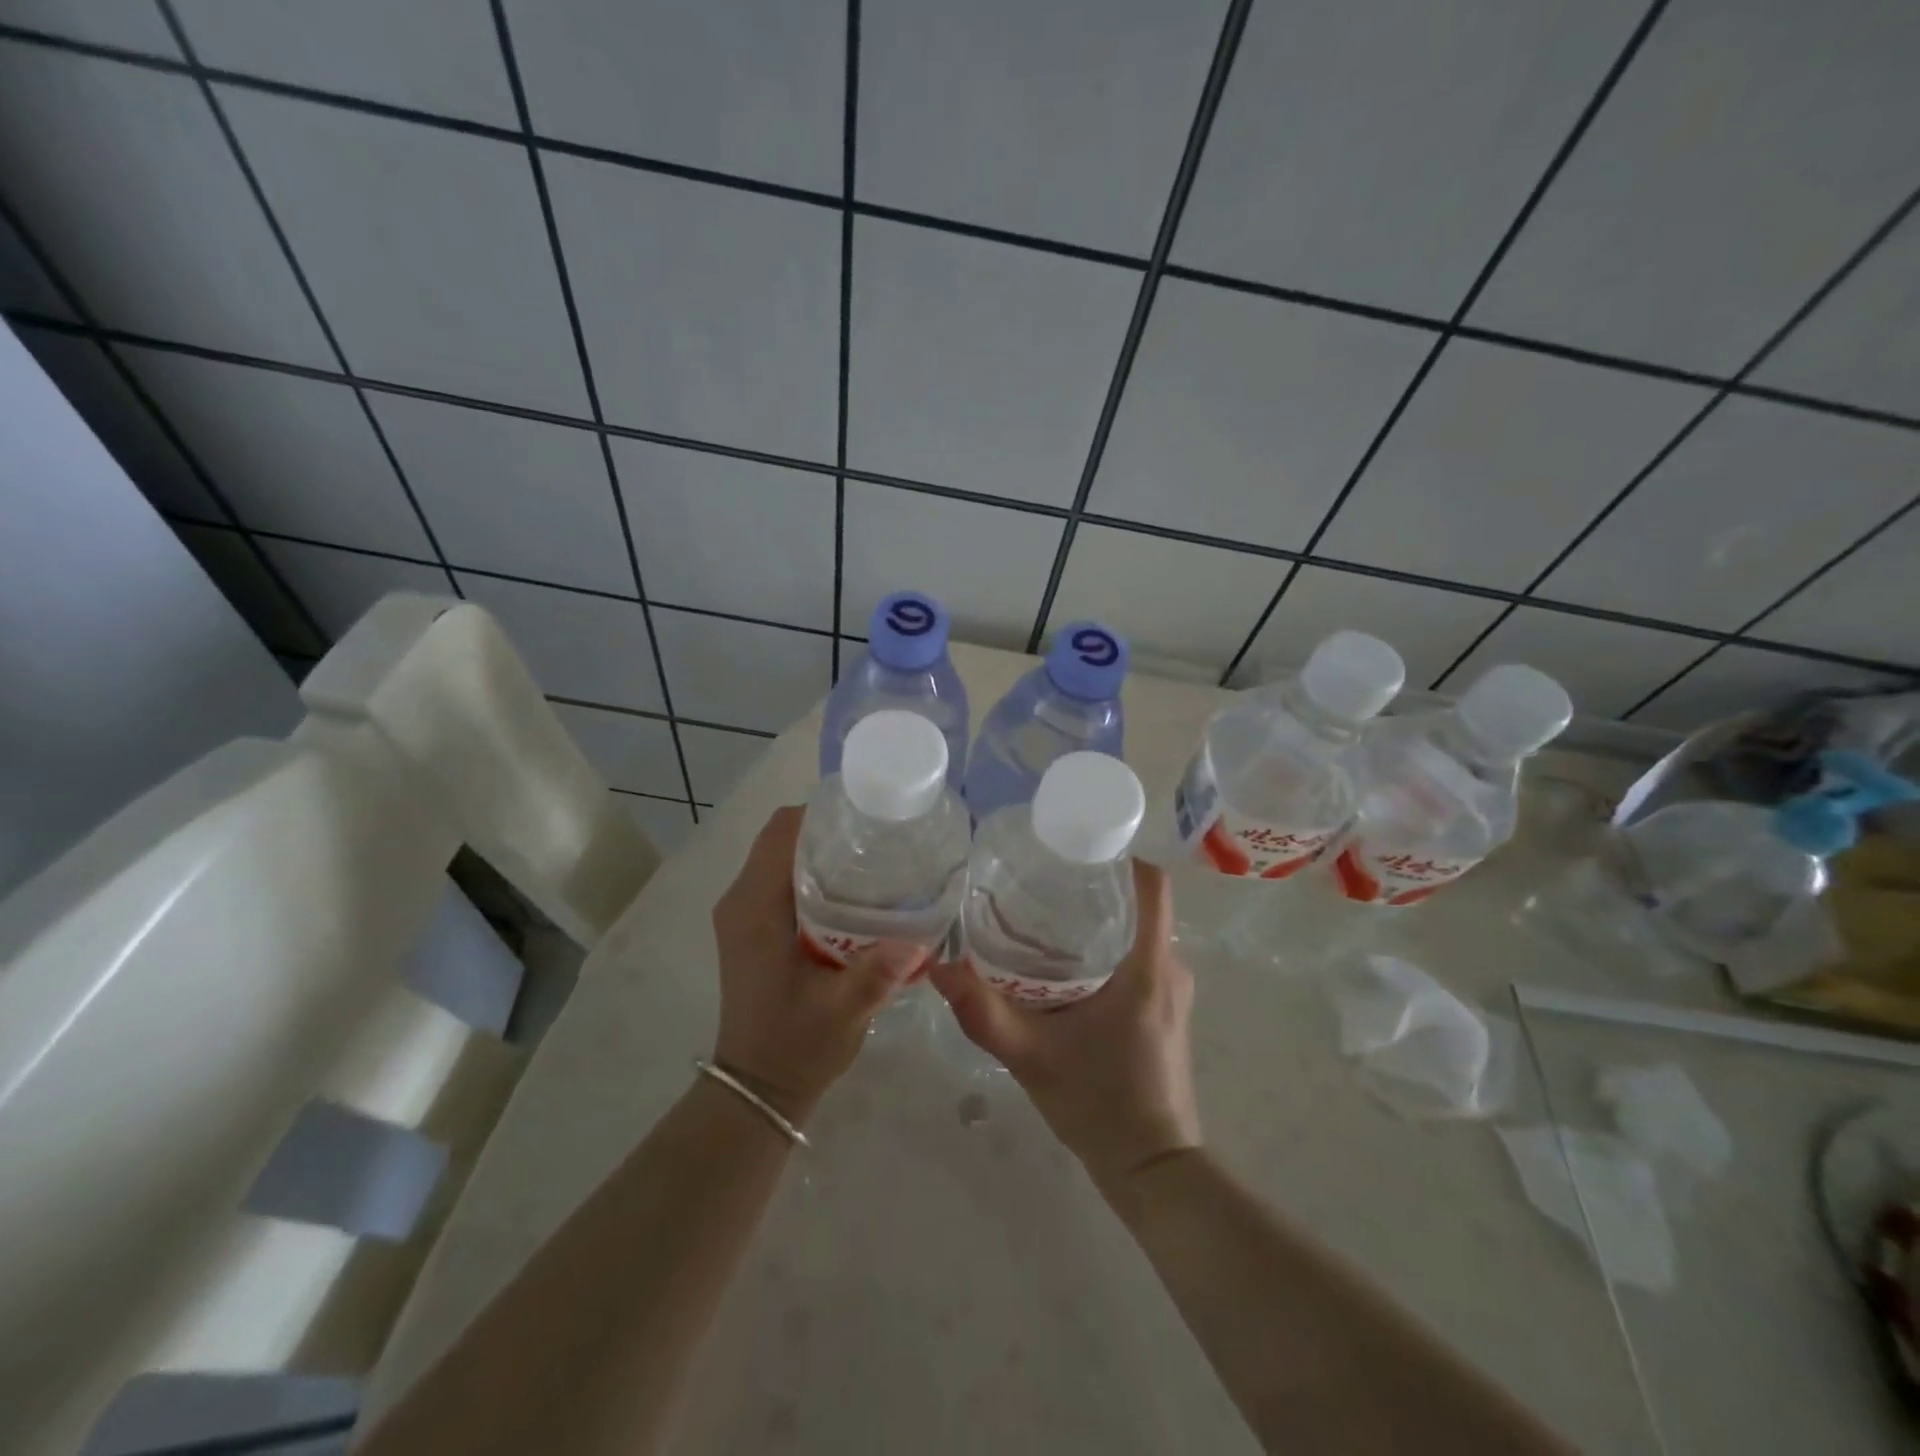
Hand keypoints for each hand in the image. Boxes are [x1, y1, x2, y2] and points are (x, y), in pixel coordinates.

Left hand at [710, 806, 926, 1125]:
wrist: (758, 1088)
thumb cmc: (794, 1046)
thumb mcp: (842, 1011)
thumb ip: (876, 974)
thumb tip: (920, 937)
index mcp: (754, 908)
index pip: (781, 832)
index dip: (823, 812)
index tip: (869, 814)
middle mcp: (741, 901)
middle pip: (783, 838)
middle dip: (830, 827)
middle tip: (883, 836)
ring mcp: (743, 914)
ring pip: (783, 856)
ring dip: (823, 848)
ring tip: (876, 856)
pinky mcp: (752, 928)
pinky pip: (781, 879)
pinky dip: (814, 871)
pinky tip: (855, 890)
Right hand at [929, 859, 1200, 1185]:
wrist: (1152, 1169)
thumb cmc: (1100, 1105)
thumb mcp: (1031, 1056)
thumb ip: (982, 1012)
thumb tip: (936, 967)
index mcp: (1148, 965)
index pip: (1152, 883)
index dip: (1119, 852)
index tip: (1073, 842)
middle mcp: (1169, 966)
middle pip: (1138, 900)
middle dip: (1093, 881)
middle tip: (1039, 874)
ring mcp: (1172, 987)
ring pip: (1136, 927)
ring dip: (1097, 913)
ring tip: (1043, 908)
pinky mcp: (1165, 1005)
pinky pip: (1138, 953)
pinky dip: (1105, 942)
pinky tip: (1062, 957)